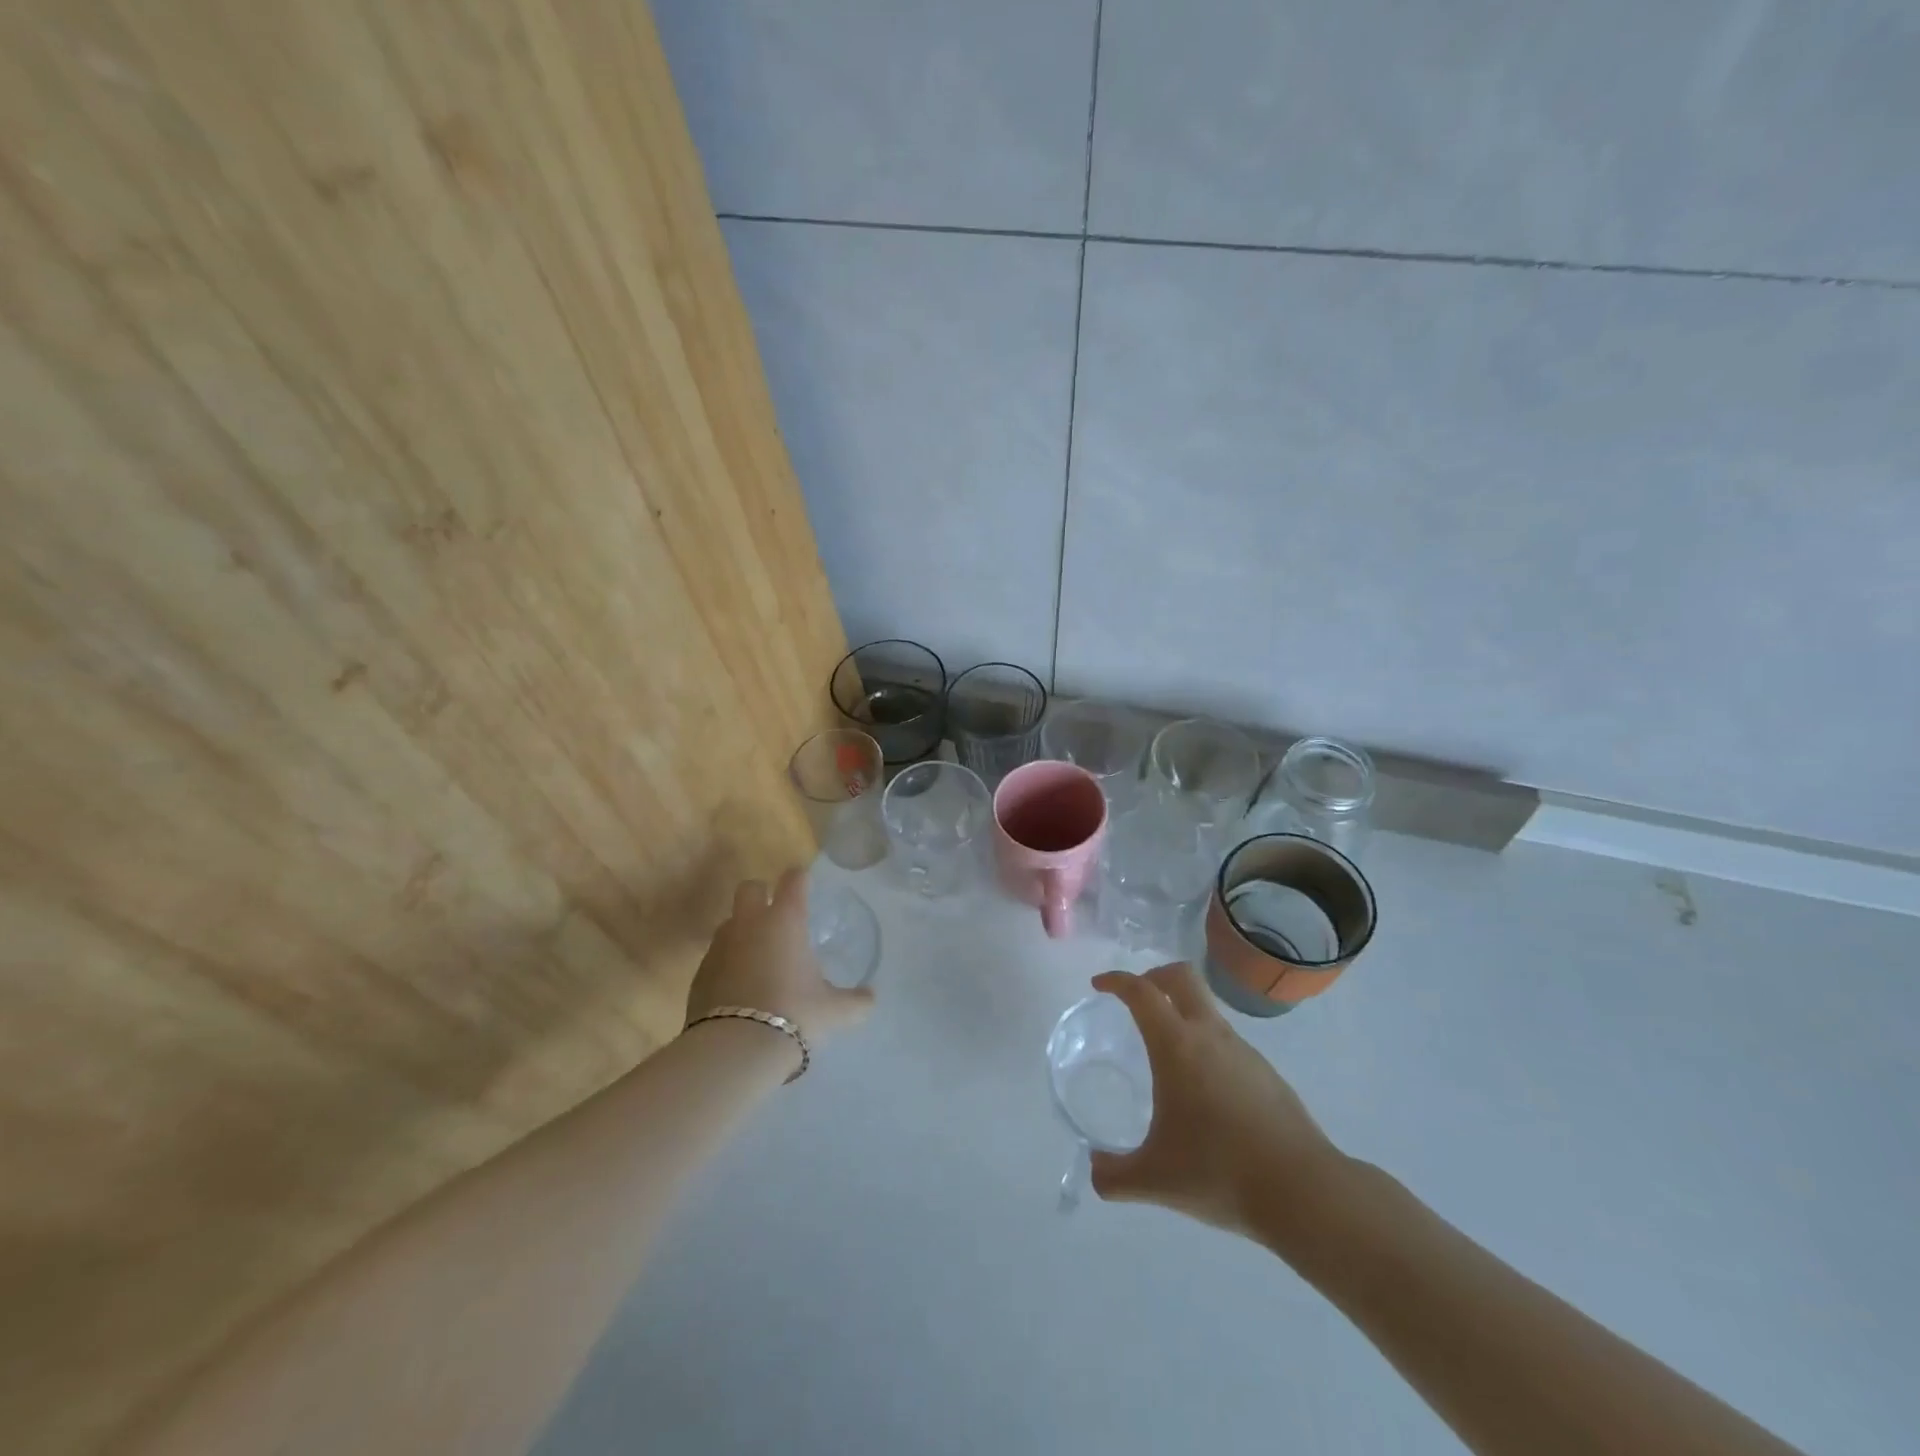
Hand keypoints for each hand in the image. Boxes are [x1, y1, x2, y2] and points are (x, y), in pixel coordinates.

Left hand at [685, 868, 874, 1041]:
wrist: (735, 1049)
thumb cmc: (794, 1015)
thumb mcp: (834, 1011)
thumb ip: (856, 1001)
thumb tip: (870, 998)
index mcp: (785, 920)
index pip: (793, 880)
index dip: (800, 879)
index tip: (806, 885)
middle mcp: (749, 924)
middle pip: (749, 888)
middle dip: (761, 894)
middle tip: (776, 917)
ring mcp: (720, 946)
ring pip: (729, 922)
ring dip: (742, 931)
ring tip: (759, 958)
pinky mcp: (699, 974)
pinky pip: (715, 957)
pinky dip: (727, 964)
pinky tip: (740, 989)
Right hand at [1090, 964, 1342, 1239]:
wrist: (1304, 1192)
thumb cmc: (1219, 1172)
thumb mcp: (1155, 1179)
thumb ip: (1115, 1176)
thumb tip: (1095, 1172)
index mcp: (1177, 1046)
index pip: (1142, 992)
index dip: (1117, 980)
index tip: (1100, 986)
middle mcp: (1210, 1036)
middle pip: (1182, 976)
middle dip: (1154, 976)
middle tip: (1136, 998)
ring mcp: (1244, 1052)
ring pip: (1208, 1009)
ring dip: (1183, 1013)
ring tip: (1167, 1054)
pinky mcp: (1267, 1074)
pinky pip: (1228, 1042)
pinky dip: (1206, 1046)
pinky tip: (1203, 1092)